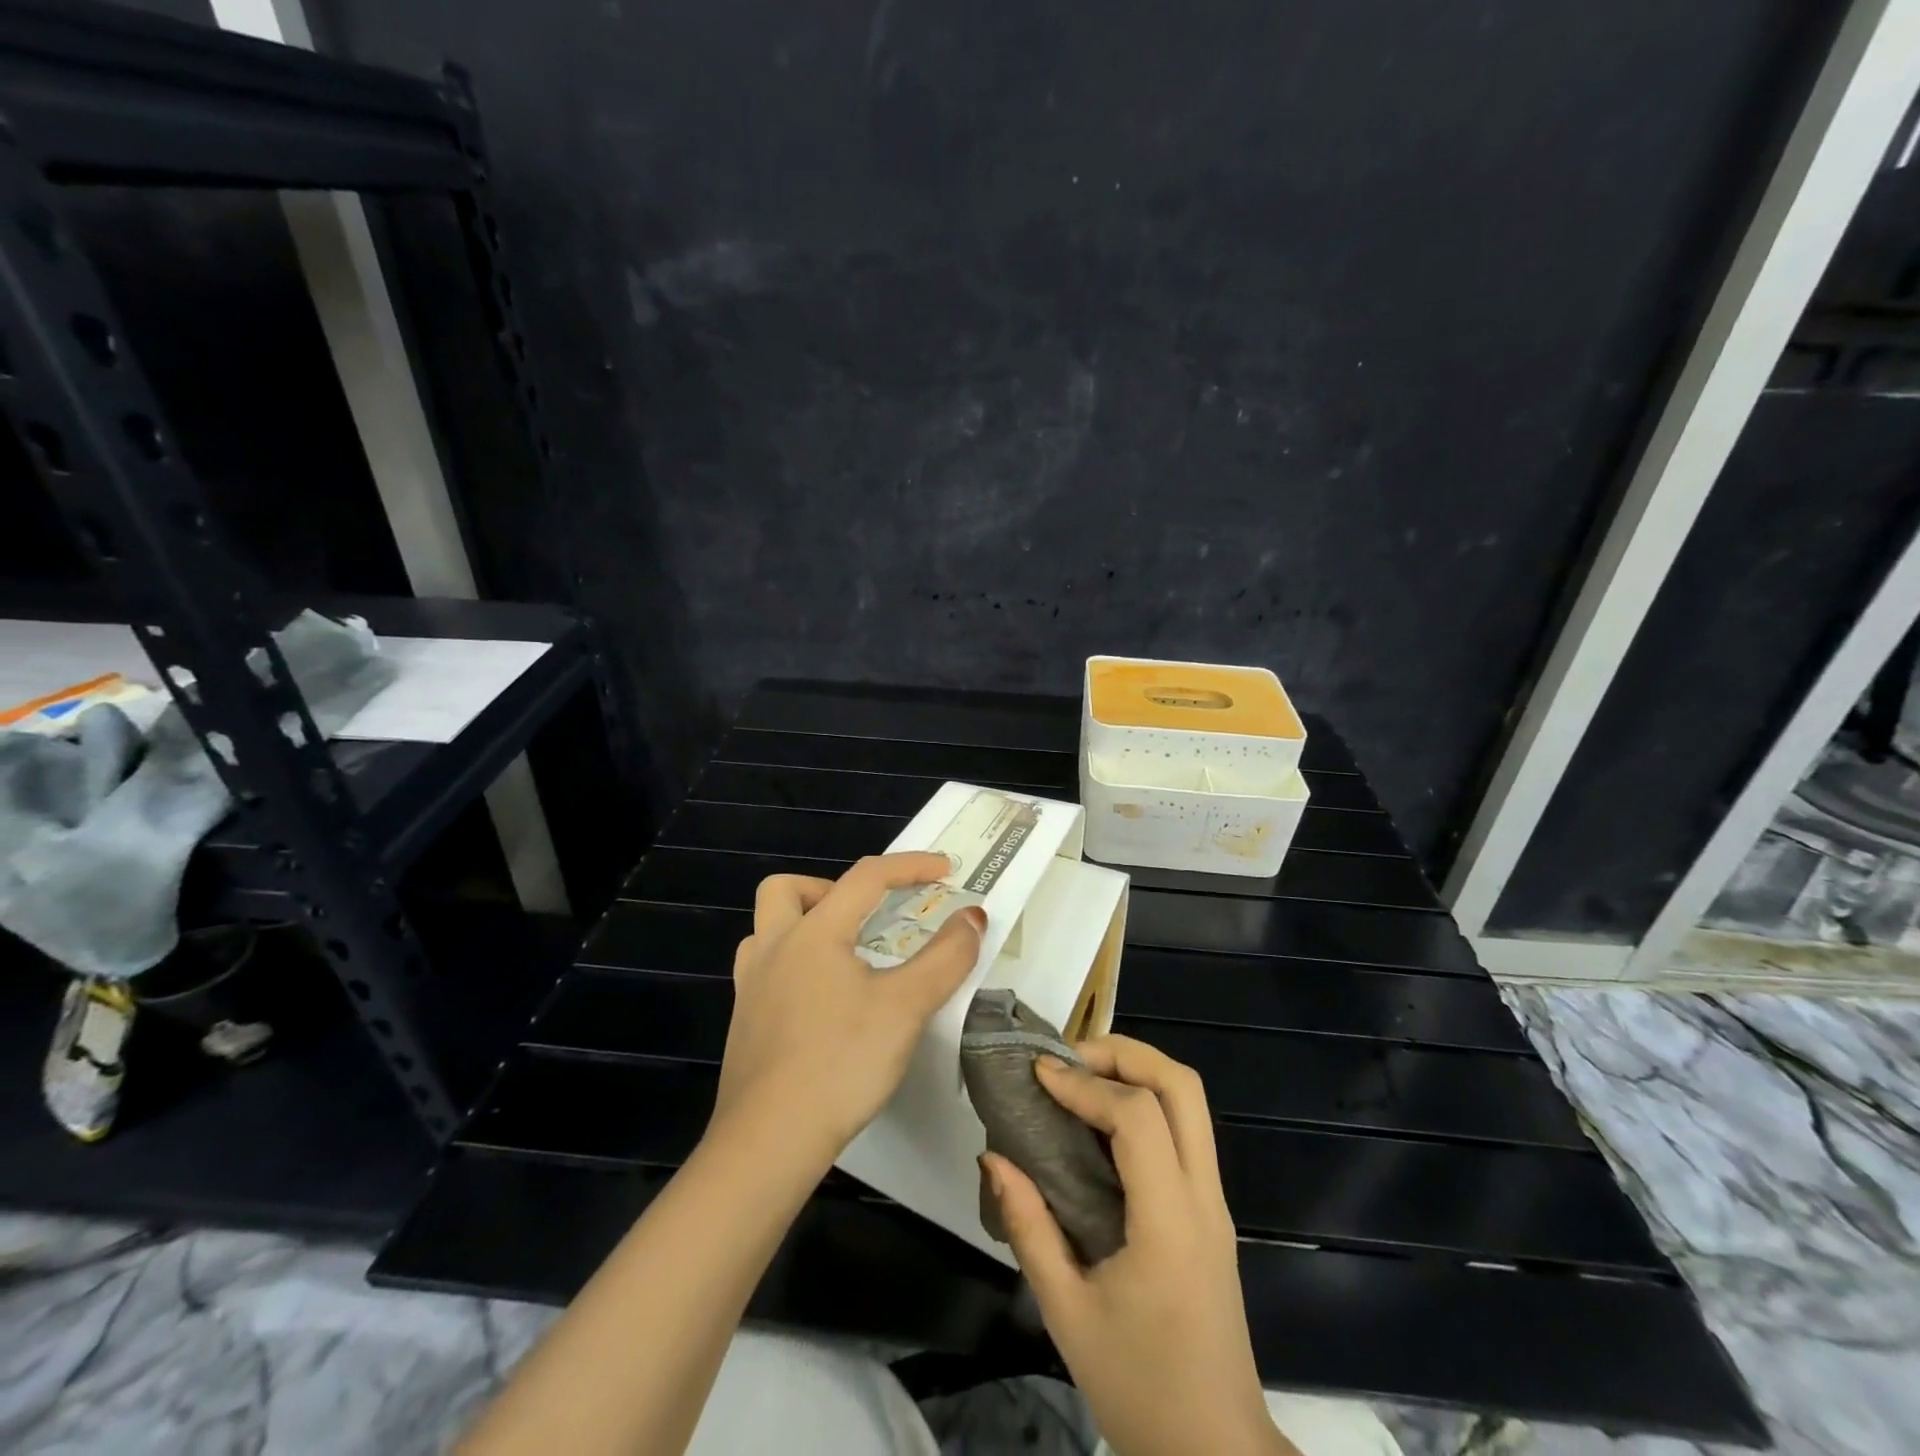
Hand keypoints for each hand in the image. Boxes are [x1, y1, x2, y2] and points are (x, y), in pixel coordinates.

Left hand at [714, 853, 985, 1161]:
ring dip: (804, 925)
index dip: (909, 866)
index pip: (865, 877)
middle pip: (787, 889)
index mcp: (813, 933)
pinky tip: (821, 1000)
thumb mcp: (906, 1007)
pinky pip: (764, 969)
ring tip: (844, 954)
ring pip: (768, 929)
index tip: (945, 869)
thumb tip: (972, 916)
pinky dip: (794, 964)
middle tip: (867, 916)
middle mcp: (773, 948)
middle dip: (831, 888)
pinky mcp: (743, 1023)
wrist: (768, 1141)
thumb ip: (945, 958)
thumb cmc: (840, 1063)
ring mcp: (750, 986)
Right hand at [984, 1037, 1292, 1455]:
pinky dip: (1146, 1102)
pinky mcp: (1212, 1211)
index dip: (1085, 1084)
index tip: (1039, 1074)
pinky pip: (1185, 1130)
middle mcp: (1204, 1198)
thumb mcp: (1067, 1313)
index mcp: (1170, 1223)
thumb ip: (1028, 1227)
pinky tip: (1101, 1122)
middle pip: (1182, 1086)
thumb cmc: (1139, 1389)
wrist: (1217, 1455)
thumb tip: (993, 1157)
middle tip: (1069, 1059)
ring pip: (1190, 1102)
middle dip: (1124, 1053)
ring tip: (1081, 1078)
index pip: (1138, 1118)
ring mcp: (1216, 1202)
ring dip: (1137, 1072)